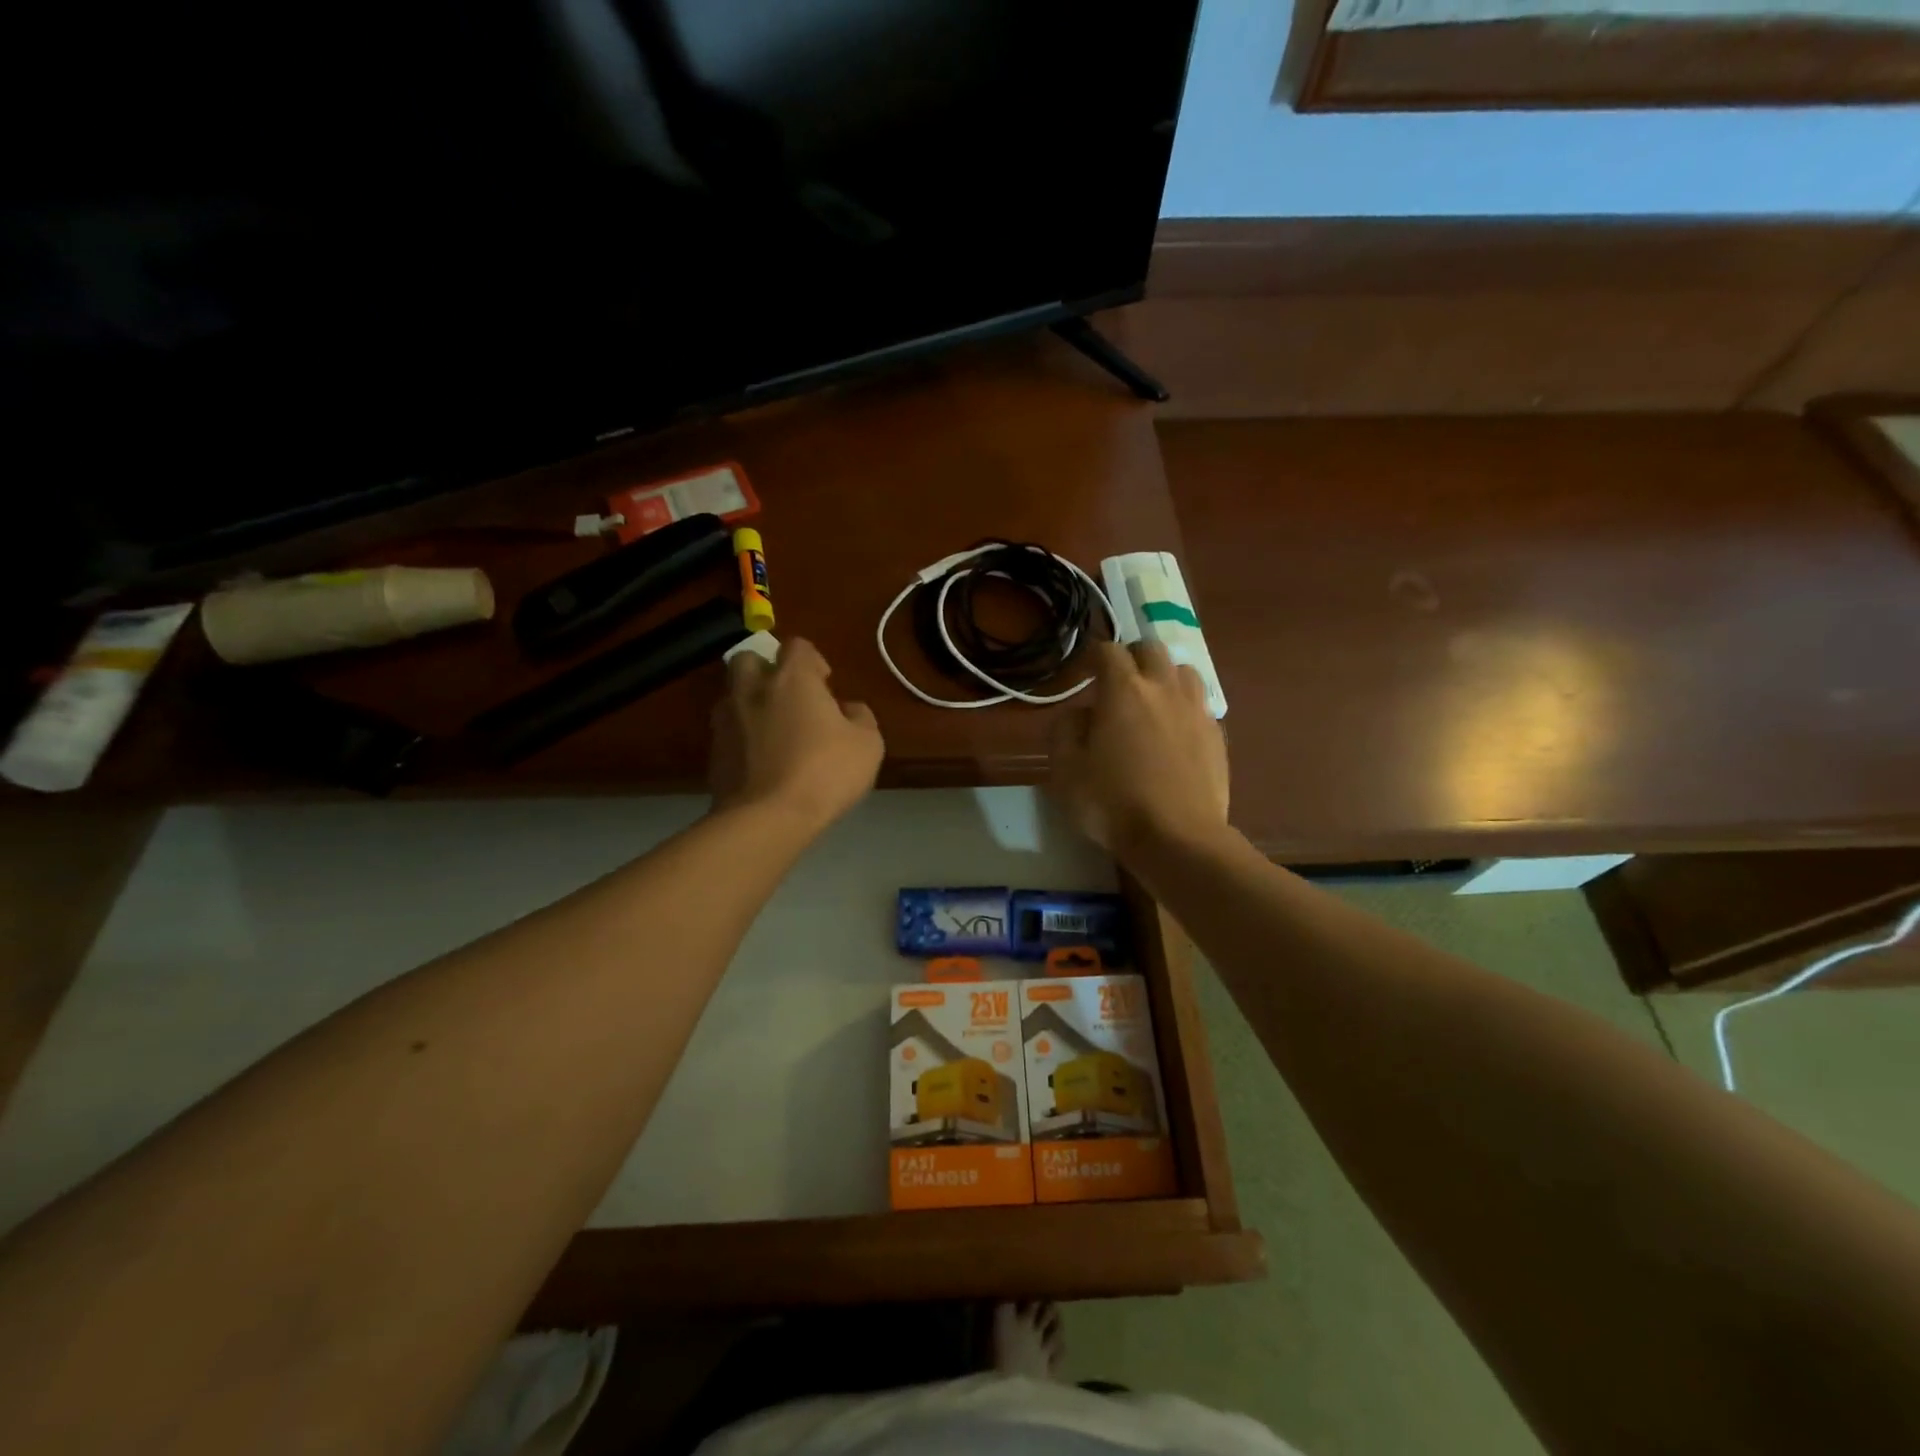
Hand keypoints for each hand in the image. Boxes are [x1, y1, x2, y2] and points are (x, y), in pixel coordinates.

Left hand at [709, 638, 883, 832]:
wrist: (768, 818)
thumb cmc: (826, 772)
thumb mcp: (868, 744)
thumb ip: (860, 717)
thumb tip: (848, 709)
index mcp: (792, 678)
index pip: (797, 646)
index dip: (812, 661)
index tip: (825, 684)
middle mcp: (753, 689)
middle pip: (749, 660)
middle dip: (767, 671)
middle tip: (789, 699)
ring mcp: (727, 720)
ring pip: (733, 696)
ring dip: (751, 704)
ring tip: (773, 732)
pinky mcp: (713, 752)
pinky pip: (728, 732)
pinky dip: (742, 738)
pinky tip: (761, 763)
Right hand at [1047, 641, 1228, 856]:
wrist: (1177, 838)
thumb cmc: (1112, 802)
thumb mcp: (1066, 770)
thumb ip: (1065, 730)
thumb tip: (1079, 713)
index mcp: (1124, 690)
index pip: (1108, 651)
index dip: (1093, 655)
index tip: (1084, 671)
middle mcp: (1164, 689)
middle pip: (1151, 649)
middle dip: (1132, 657)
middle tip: (1117, 681)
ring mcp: (1196, 710)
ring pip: (1183, 671)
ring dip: (1164, 676)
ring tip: (1151, 700)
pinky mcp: (1216, 735)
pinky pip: (1200, 704)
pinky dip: (1184, 706)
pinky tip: (1174, 731)